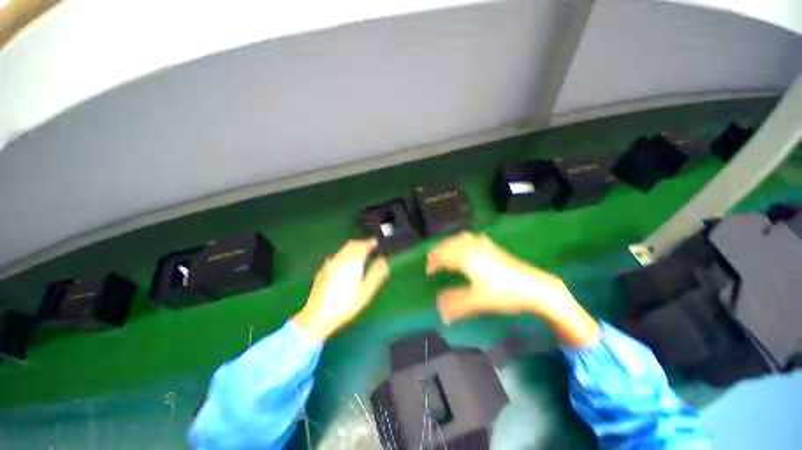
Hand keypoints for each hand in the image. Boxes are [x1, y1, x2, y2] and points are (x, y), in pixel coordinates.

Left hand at [294, 239, 389, 341]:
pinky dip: (344, 255)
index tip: (376, 242)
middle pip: (351, 245)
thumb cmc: (344, 305)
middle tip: (369, 246)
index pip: (361, 247)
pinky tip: (345, 263)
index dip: (370, 243)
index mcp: (350, 263)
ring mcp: (328, 265)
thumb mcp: (365, 292)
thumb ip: (376, 275)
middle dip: (361, 244)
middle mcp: (338, 260)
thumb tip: (383, 261)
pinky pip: (336, 257)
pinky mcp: (322, 271)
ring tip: (360, 253)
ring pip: (342, 251)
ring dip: (353, 249)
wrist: (317, 317)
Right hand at [426, 232, 571, 322]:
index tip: (428, 271)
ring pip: (460, 239)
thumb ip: (457, 305)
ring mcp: (484, 245)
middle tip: (433, 261)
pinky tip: (466, 246)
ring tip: (446, 253)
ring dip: (450, 244)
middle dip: (439, 251)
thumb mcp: (478, 301)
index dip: (434, 262)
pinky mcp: (493, 247)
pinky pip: (472, 238)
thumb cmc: (505, 293)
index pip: (444, 256)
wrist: (534, 286)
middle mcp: (473, 248)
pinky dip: (463, 241)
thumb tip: (439, 311)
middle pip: (450, 244)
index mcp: (466, 258)